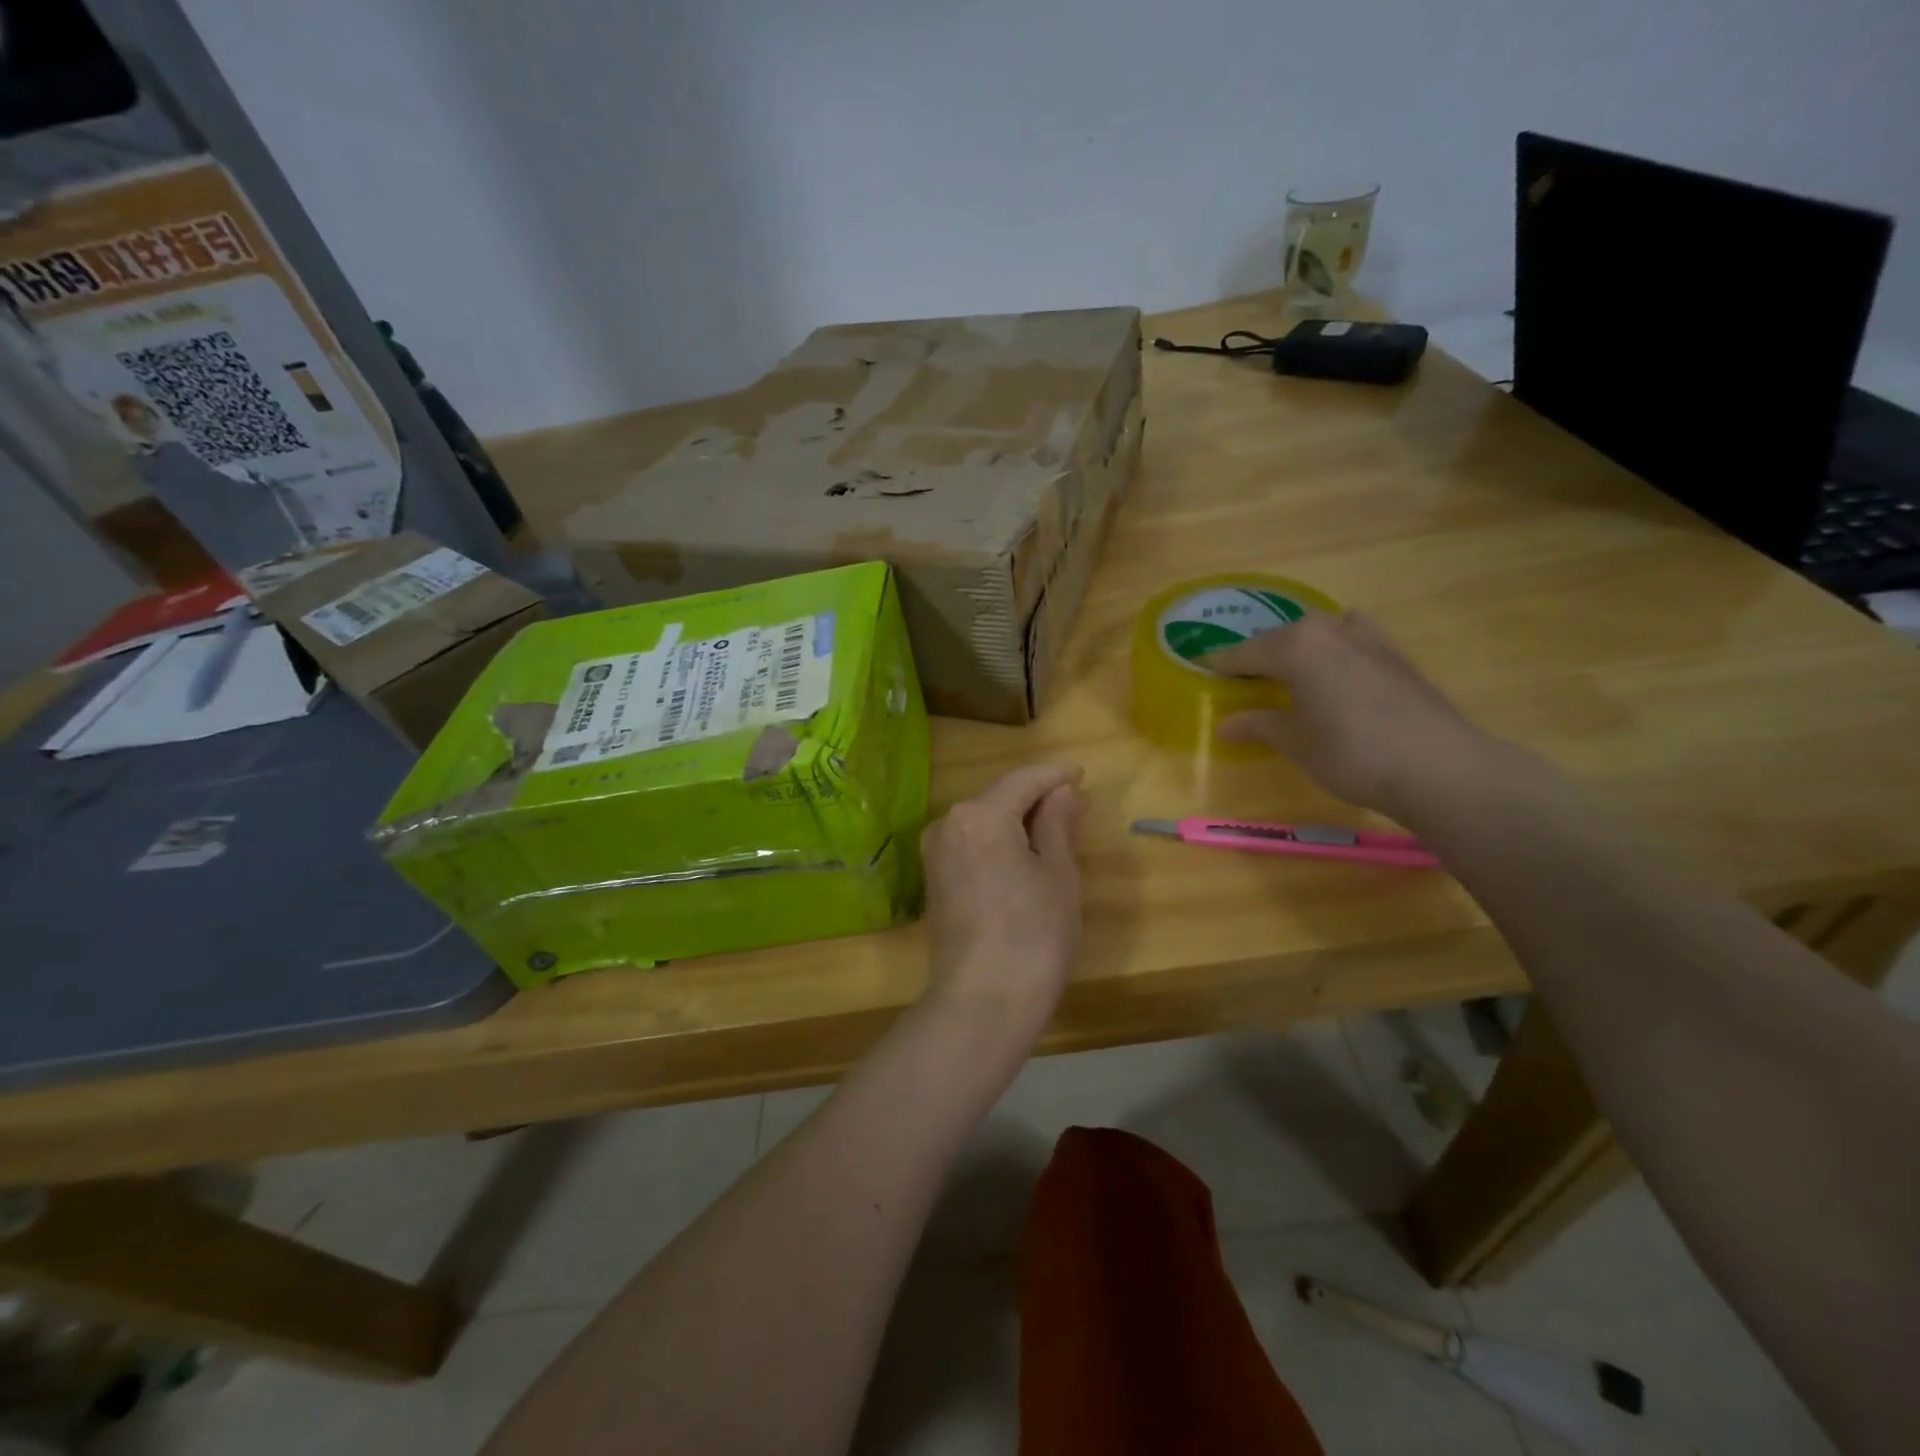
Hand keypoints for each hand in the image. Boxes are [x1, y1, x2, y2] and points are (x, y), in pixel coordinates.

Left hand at [920, 764, 1086, 1034]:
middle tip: (1077, 807)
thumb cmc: (1034, 933)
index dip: (1055, 776)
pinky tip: (1025, 855)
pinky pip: (972, 845)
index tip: (1081, 774)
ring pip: (984, 822)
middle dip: (1037, 800)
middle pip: (999, 798)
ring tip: (1058, 832)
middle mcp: (949, 823)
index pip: (1023, 780)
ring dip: (1018, 822)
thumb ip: (1058, 822)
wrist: (983, 1001)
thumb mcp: (1058, 873)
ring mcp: (936, 853)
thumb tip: (1064, 790)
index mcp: (980, 814)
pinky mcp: (934, 880)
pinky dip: (999, 843)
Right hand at [1201, 612, 1510, 821]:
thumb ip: (1259, 725)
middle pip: (1282, 637)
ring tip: (1288, 673)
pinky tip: (1333, 675)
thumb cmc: (1350, 752)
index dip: (1220, 665)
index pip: (1244, 652)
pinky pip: (1349, 641)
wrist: (1438, 765)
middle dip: (1260, 655)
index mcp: (1296, 646)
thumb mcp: (1295, 742)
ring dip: (1299, 648)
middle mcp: (1329, 629)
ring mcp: (1368, 637)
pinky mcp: (1395, 654)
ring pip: (1319, 633)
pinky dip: (1332, 652)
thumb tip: (1225, 724)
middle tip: (1242, 679)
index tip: (1199, 669)